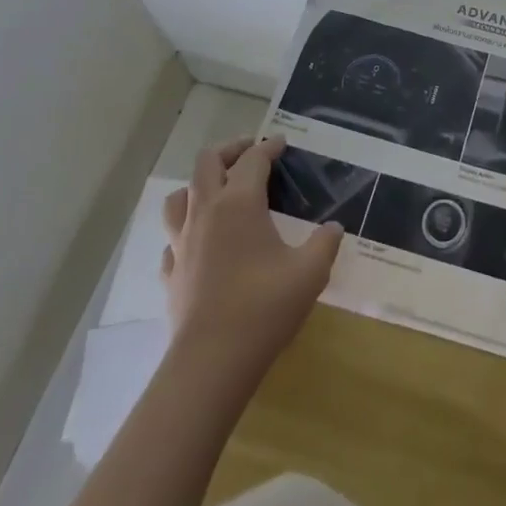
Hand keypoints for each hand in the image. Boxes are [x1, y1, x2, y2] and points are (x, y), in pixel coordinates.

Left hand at [162, 136, 342, 361]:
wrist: (212, 361)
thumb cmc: (264, 307)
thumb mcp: (310, 272)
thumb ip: (325, 243)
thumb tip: (334, 228)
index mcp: (240, 203)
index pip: (253, 160)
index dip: (269, 147)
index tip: (282, 144)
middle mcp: (206, 212)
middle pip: (208, 162)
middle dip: (230, 150)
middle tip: (250, 153)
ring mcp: (182, 242)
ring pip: (179, 196)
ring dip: (198, 185)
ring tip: (218, 190)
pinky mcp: (171, 272)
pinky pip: (173, 238)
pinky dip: (186, 230)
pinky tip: (200, 242)